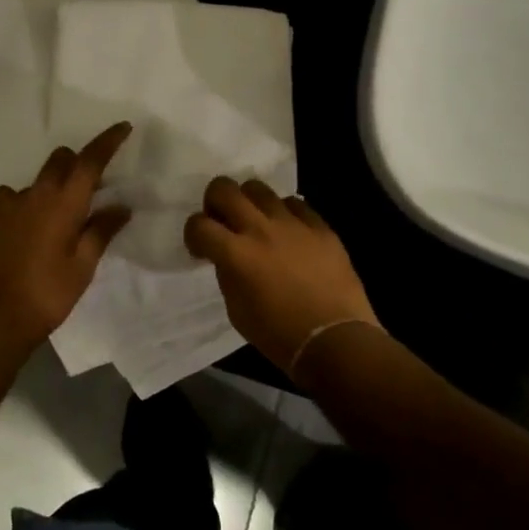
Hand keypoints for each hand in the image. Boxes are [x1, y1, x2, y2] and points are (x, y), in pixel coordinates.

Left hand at [0, 123, 133, 351]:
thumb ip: (101, 230)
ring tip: (52, 221)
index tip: (123, 127)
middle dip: (76, 164)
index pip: (91, 160)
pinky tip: (23, 229)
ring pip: (35, 181)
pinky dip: (22, 205)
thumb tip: (121, 206)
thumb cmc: (48, 293)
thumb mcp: (83, 265)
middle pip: (60, 160)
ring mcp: (6, 202)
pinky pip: (10, 197)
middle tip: (88, 188)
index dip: (108, 141)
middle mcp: (35, 192)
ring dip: (48, 189)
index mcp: (64, 202)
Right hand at [183, 178, 380, 376]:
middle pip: (224, 188)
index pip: (198, 224)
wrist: (336, 341)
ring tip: (256, 222)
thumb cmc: (279, 335)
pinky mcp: (320, 227)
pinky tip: (288, 231)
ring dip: (249, 202)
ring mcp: (293, 224)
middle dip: (214, 201)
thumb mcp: (237, 310)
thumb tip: (227, 257)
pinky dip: (284, 213)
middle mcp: (260, 229)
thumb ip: (227, 274)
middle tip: (222, 221)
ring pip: (259, 188)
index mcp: (236, 254)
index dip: (193, 234)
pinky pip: (295, 204)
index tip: (201, 249)